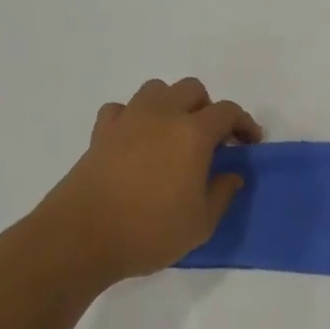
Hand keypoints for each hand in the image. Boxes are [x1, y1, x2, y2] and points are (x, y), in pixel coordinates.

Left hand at [14, 77, 261, 289]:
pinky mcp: (100, 134)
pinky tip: (137, 140)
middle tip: (212, 140)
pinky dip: (133, 117)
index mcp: (192, 133)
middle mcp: (161, 116)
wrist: (80, 239)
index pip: (227, 111)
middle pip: (191, 89)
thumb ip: (222, 194)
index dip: (244, 123)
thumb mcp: (201, 224)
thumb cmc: (149, 232)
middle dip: (208, 108)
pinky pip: (121, 110)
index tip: (250, 143)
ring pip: (156, 90)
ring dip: (171, 105)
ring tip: (174, 134)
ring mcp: (127, 121)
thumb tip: (231, 174)